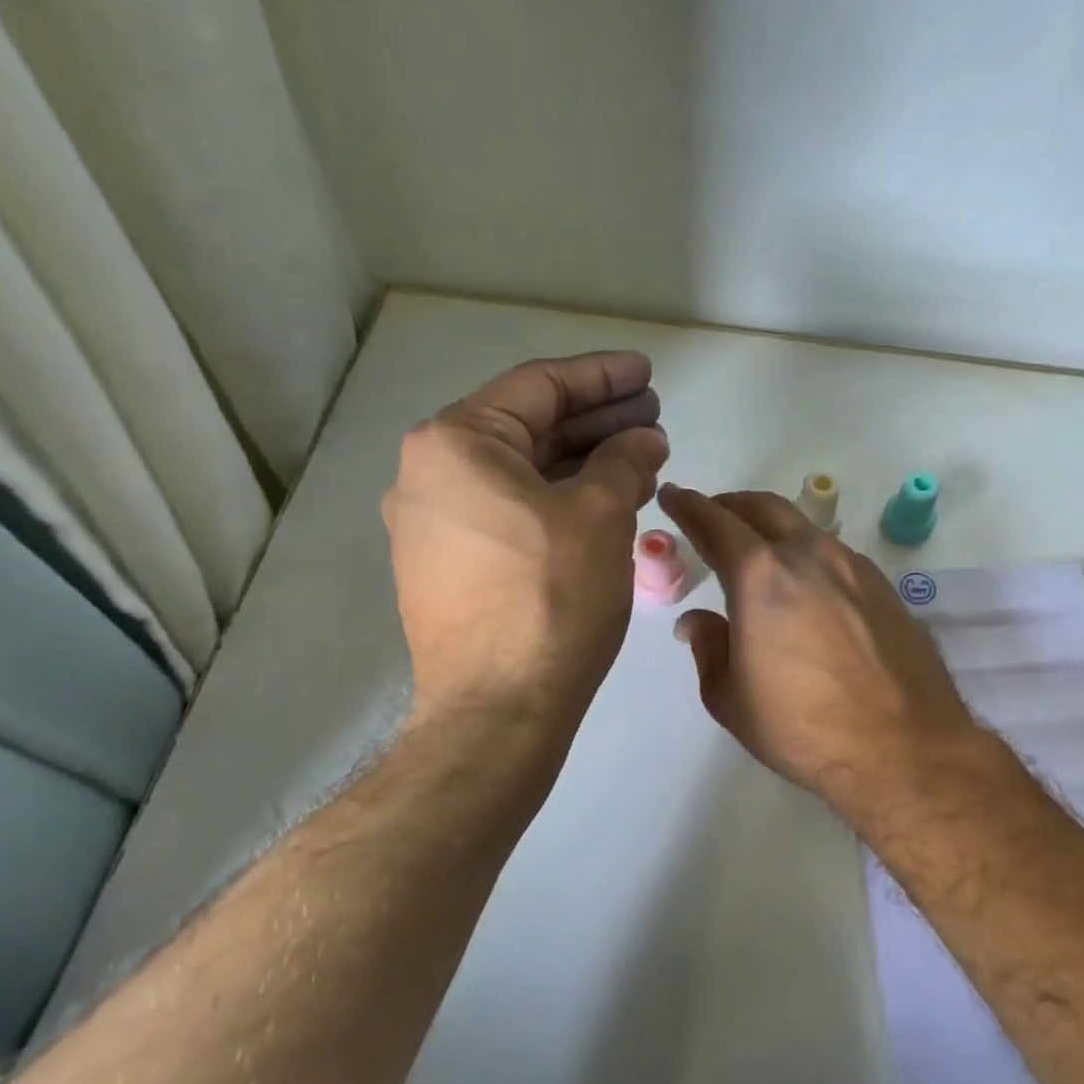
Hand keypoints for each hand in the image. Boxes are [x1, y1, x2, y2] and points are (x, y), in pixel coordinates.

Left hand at [383, 352, 667, 721]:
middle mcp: (429, 475)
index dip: (602, 378)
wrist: (499, 709)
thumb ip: (623, 461)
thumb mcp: (600, 516)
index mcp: (455, 443)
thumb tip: (643, 439)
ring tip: (640, 459)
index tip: (647, 374)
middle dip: (596, 420)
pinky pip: (510, 512)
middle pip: (528, 428)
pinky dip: (558, 500)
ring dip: (582, 462)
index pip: (539, 387)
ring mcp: (433, 525)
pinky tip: (603, 503)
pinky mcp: (449, 567)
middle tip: (653, 417)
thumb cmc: (550, 598)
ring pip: (521, 474)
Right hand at [659, 485, 981, 819]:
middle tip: (713, 515)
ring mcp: (854, 568)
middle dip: (732, 506)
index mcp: (761, 576)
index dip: (688, 506)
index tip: (673, 495)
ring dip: (774, 530)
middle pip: (764, 508)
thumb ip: (709, 648)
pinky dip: (809, 556)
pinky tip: (808, 586)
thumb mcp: (731, 699)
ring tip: (760, 553)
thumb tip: (698, 620)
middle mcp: (809, 556)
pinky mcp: (885, 588)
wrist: (904, 747)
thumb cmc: (803, 728)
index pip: (715, 524)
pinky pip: (836, 557)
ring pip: (805, 529)